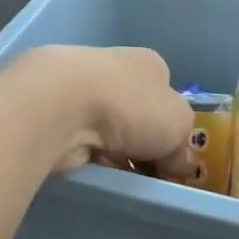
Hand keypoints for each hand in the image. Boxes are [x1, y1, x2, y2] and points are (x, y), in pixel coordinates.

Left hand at [0, 46, 193, 175]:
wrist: (62, 105)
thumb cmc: (131, 105)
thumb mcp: (179, 125)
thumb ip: (183, 144)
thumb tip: (178, 162)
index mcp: (149, 63)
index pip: (166, 93)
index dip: (172, 125)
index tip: (173, 156)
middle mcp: (114, 68)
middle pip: (136, 111)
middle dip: (142, 141)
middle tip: (151, 172)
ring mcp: (80, 88)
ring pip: (107, 128)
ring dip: (115, 151)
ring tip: (124, 176)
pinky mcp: (55, 112)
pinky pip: (82, 140)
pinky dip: (90, 155)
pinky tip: (95, 170)